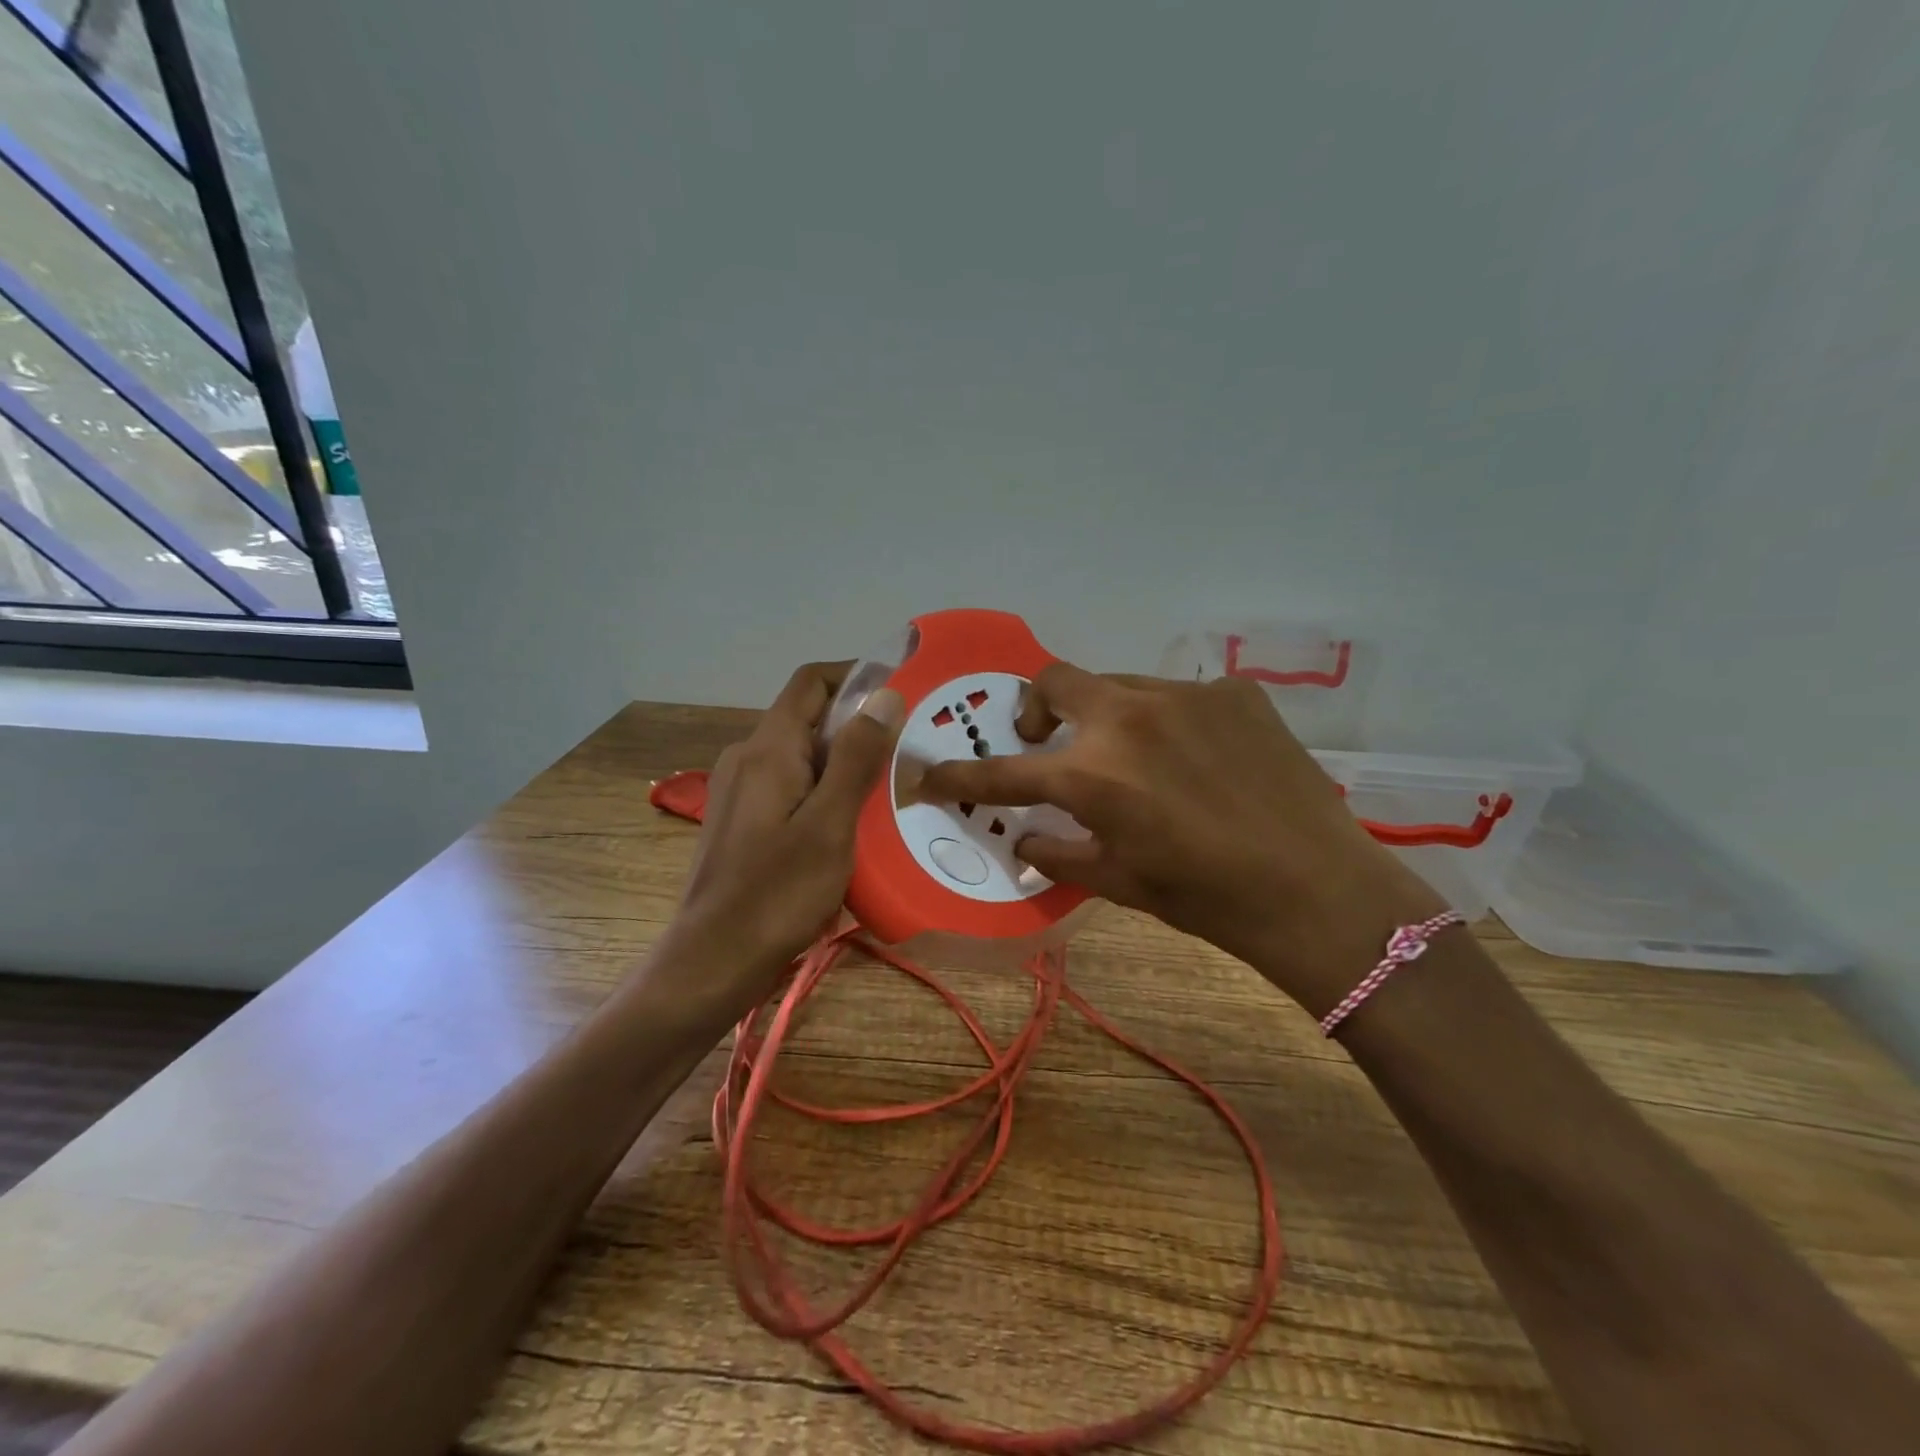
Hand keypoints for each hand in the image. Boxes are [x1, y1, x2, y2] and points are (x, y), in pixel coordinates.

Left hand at [671, 662, 903, 1011]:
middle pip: (807, 719)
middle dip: (858, 726)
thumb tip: (885, 694)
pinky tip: (853, 824)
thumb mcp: (830, 824)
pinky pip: (791, 788)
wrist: (712, 963)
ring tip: (890, 788)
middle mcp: (747, 758)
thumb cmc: (776, 894)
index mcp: (767, 749)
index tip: (901, 691)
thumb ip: (856, 757)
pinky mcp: (743, 822)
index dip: (855, 675)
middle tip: (908, 749)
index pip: (811, 682)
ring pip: (801, 756)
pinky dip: (825, 791)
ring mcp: (740, 792)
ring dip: (844, 762)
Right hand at [916, 664, 1445, 1014]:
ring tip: (1132, 757)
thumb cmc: (1206, 898)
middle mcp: (1128, 718)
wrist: (1317, 890)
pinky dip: (1166, 721)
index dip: (958, 775)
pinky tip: (1195, 757)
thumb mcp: (1119, 884)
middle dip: (1036, 709)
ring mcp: (1184, 695)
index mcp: (1093, 775)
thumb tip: (1025, 835)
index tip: (928, 775)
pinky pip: (1177, 694)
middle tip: (1046, 741)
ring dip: (1105, 715)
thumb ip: (1058, 853)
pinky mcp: (1232, 691)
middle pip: (1054, 680)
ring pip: (1118, 684)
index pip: (1003, 770)